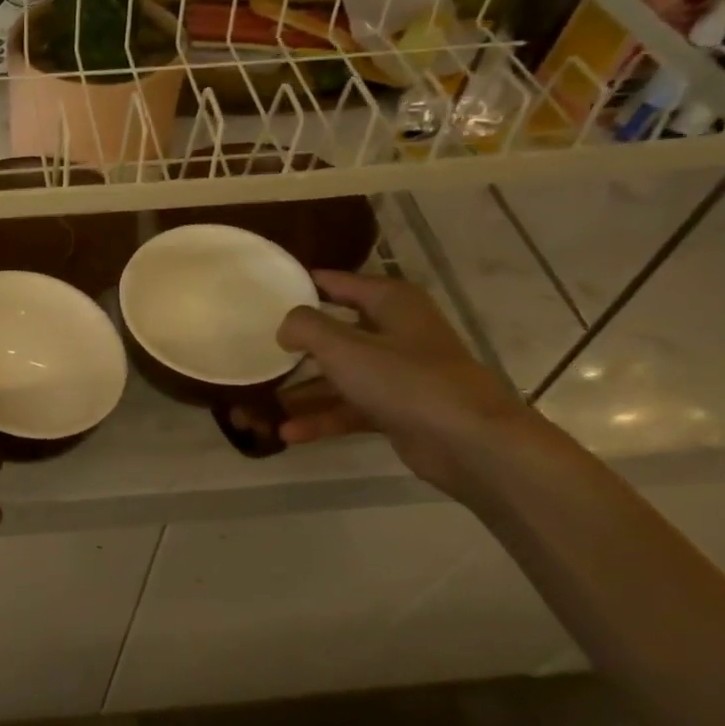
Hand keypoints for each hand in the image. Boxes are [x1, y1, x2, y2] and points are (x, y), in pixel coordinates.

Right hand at [272, 270, 544, 498]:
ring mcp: (396, 374)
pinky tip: (287, 433)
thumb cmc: (406, 380)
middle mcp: (394, 332)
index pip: (338, 282)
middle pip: (333, 334)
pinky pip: (349, 409)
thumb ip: (306, 328)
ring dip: (301, 393)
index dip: (302, 285)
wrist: (471, 443)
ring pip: (338, 377)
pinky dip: (321, 419)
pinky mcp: (397, 410)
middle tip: (254, 354)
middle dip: (293, 349)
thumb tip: (285, 326)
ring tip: (258, 408)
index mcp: (390, 302)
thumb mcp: (344, 347)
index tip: (263, 293)